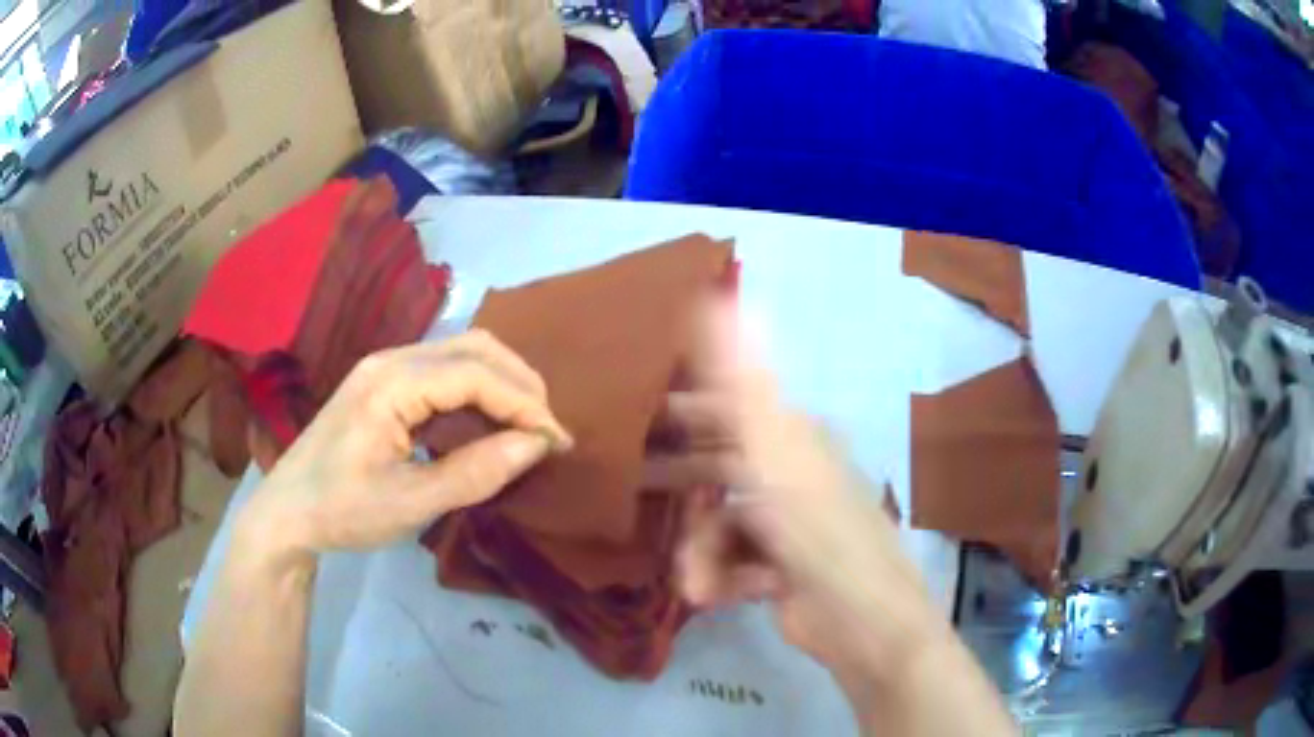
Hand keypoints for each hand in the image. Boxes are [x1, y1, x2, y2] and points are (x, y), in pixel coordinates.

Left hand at [236, 331, 572, 569]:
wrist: (287, 512)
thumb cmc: (343, 511)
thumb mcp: (411, 504)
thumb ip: (476, 473)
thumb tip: (535, 445)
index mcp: (392, 383)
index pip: (476, 373)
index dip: (525, 404)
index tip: (557, 442)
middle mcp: (391, 359)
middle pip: (475, 347)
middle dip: (521, 384)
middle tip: (547, 432)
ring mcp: (385, 367)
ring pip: (461, 353)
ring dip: (502, 383)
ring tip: (527, 427)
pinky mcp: (383, 383)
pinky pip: (443, 370)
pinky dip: (477, 390)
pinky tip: (488, 422)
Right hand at [663, 302, 947, 693]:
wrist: (860, 617)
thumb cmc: (815, 527)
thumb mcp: (773, 447)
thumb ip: (741, 378)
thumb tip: (723, 295)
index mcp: (794, 438)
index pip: (732, 407)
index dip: (687, 408)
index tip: (640, 418)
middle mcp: (793, 475)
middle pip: (720, 467)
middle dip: (682, 483)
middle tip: (637, 488)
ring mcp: (788, 526)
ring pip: (720, 525)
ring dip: (702, 553)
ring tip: (697, 580)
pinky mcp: (781, 570)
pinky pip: (734, 564)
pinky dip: (723, 579)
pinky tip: (720, 595)